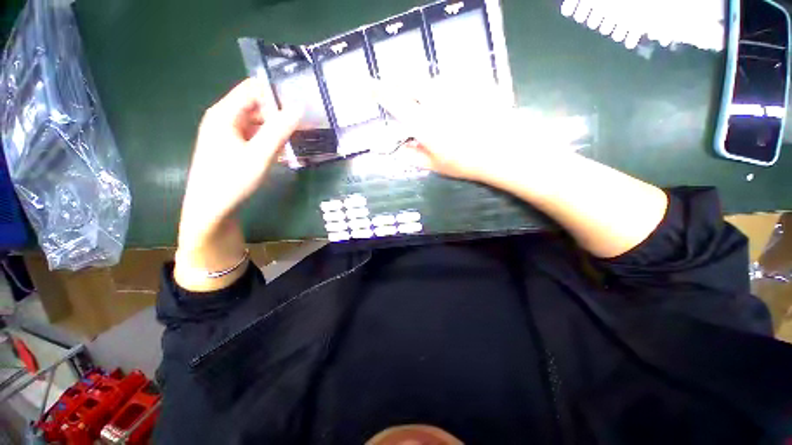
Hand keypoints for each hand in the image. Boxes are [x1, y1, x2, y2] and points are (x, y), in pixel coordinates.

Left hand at [175, 79, 300, 290]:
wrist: (211, 210)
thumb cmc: (232, 181)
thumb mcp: (260, 155)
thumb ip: (279, 130)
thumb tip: (298, 108)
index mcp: (224, 114)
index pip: (252, 89)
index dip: (276, 93)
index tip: (299, 104)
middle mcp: (224, 119)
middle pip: (256, 106)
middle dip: (280, 113)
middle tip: (304, 124)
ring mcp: (227, 134)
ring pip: (257, 123)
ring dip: (277, 129)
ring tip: (299, 138)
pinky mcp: (232, 148)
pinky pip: (254, 137)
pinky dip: (270, 140)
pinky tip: (284, 152)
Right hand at [373, 81, 526, 183]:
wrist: (504, 150)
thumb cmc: (466, 162)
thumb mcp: (435, 165)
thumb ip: (413, 156)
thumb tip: (398, 150)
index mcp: (423, 123)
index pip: (394, 101)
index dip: (379, 91)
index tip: (368, 85)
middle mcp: (435, 101)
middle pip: (411, 82)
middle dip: (401, 85)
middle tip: (401, 95)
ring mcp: (455, 88)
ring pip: (430, 80)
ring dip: (424, 88)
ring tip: (432, 104)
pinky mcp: (471, 81)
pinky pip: (450, 79)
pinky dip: (444, 88)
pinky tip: (453, 101)